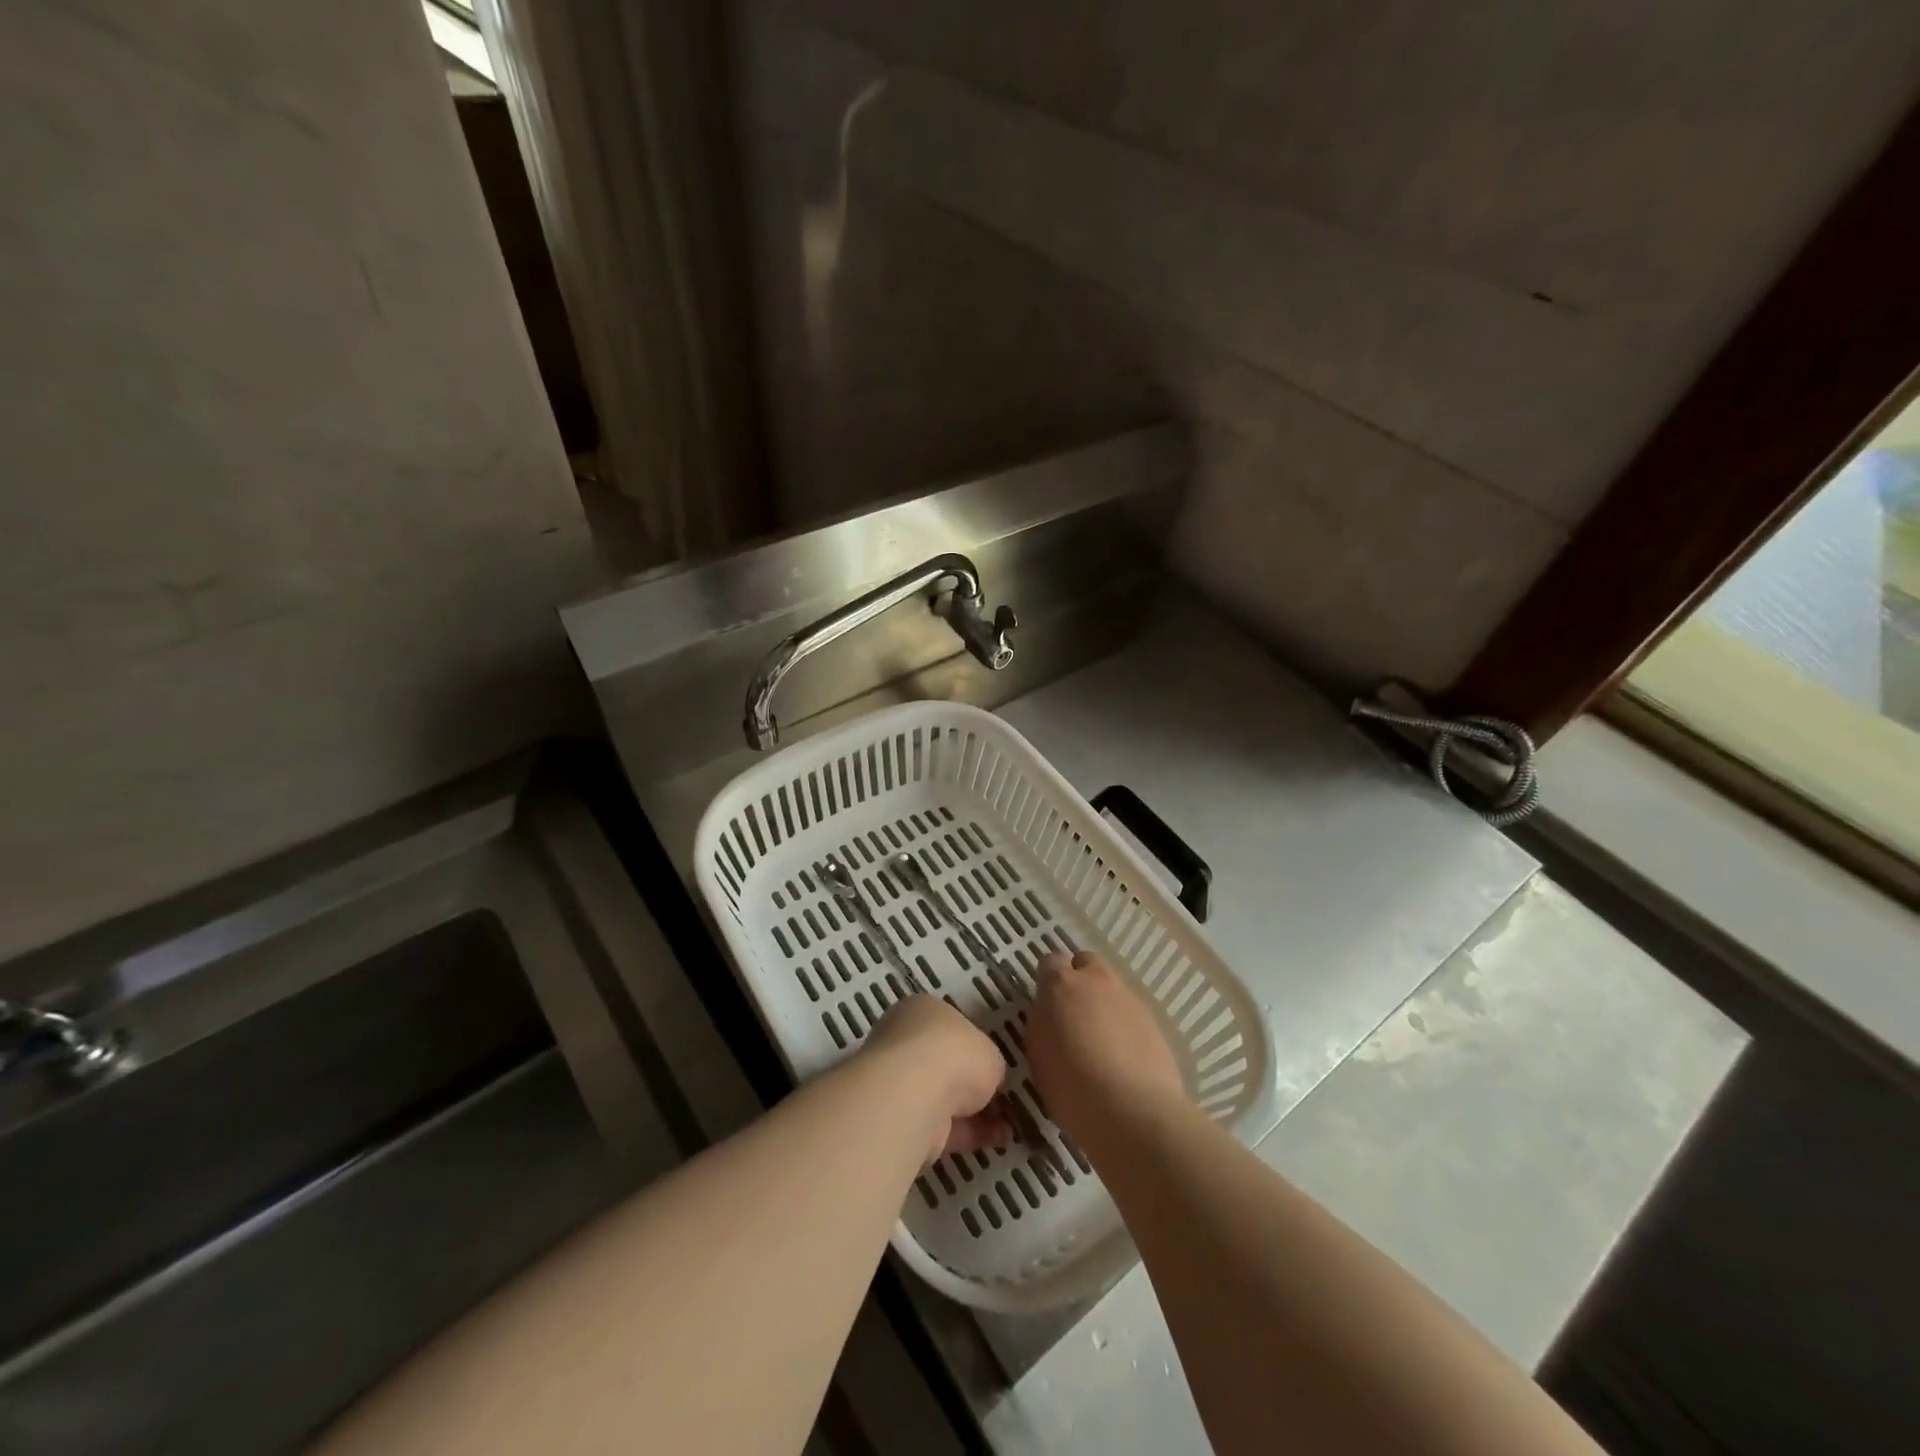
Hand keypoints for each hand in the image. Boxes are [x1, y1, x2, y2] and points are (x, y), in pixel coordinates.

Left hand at [865, 996, 1010, 1162]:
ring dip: (973, 1114)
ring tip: (1007, 1128)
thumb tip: (990, 1082)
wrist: (914, 1094)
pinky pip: (940, 1125)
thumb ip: (991, 1065)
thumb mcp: (991, 1052)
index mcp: (923, 1011)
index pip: (949, 1027)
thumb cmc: (954, 1053)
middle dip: (971, 1085)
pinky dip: (967, 1134)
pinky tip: (996, 1141)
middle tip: (1001, 1101)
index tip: (994, 1068)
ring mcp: (898, 1082)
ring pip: (941, 1097)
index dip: (974, 1048)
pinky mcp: (900, 1119)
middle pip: (943, 1064)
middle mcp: (905, 1041)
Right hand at [1027, 951, 1186, 1155]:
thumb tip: (1051, 1014)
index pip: (1050, 962)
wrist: (1132, 1111)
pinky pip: (1131, 1011)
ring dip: (1104, 1003)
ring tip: (1101, 1041)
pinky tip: (1124, 1056)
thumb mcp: (1039, 1054)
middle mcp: (1095, 980)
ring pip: (1111, 987)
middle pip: (1086, 963)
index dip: (1048, 980)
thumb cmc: (1072, 1087)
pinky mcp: (1152, 1019)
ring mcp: (1127, 997)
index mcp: (1060, 985)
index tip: (1048, 1004)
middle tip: (1074, 1014)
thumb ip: (1043, 1023)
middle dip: (1080, 980)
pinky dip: (1124, 1024)